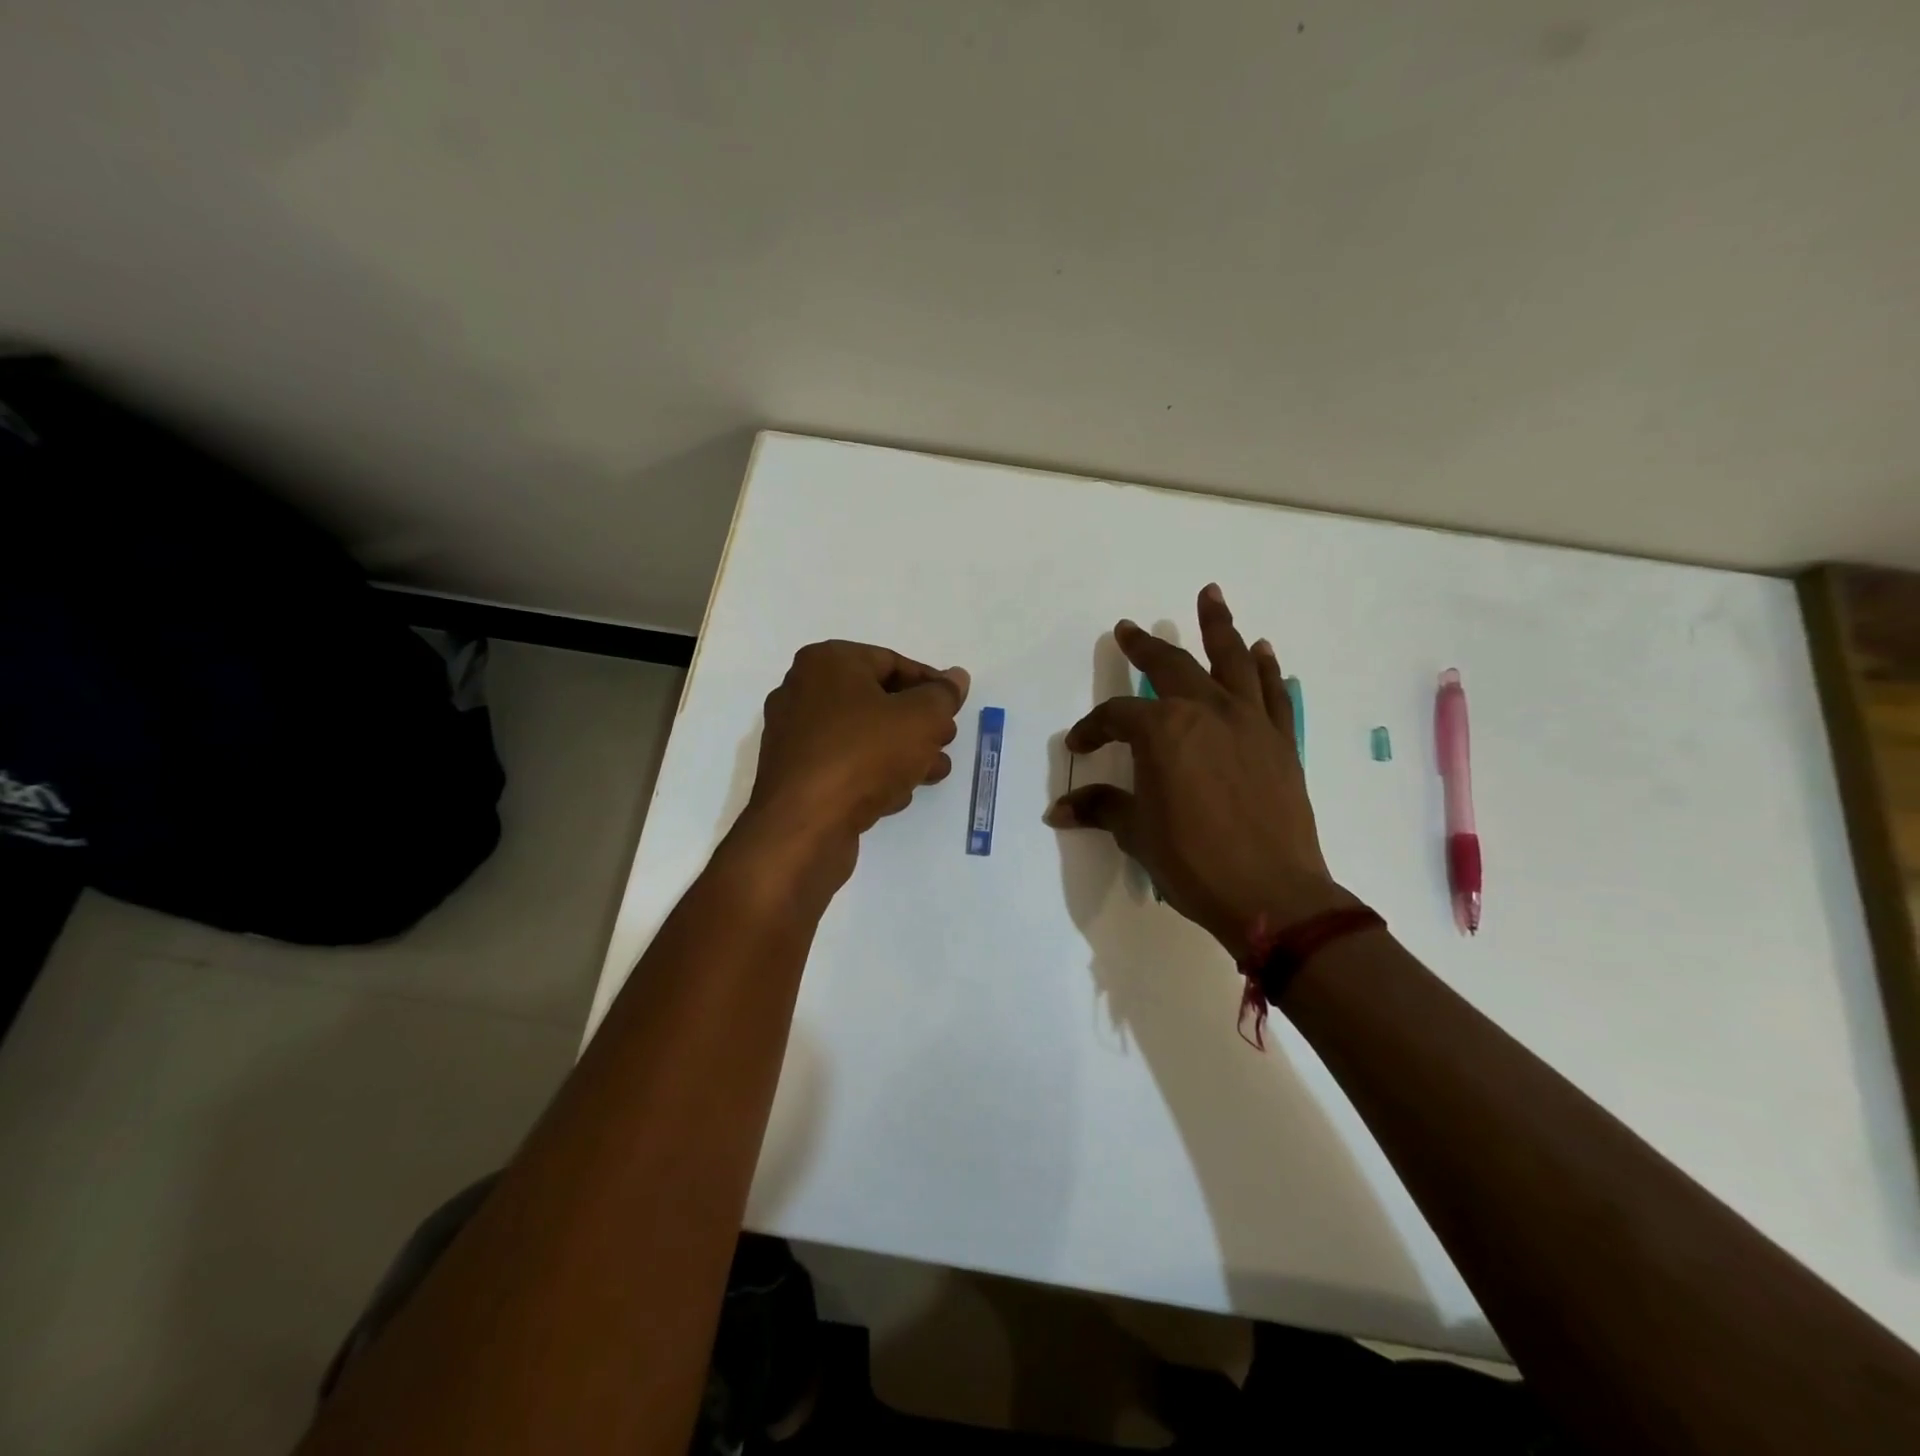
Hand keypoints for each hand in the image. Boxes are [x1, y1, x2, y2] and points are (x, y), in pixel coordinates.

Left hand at [742, 640, 969, 873]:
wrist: (804, 826)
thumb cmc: (864, 755)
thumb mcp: (920, 718)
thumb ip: (943, 696)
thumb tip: (956, 678)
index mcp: (827, 663)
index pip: (892, 662)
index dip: (930, 684)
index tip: (955, 708)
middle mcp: (803, 692)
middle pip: (876, 700)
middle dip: (918, 722)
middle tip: (945, 740)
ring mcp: (795, 736)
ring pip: (862, 736)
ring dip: (902, 752)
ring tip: (934, 771)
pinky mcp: (795, 775)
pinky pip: (843, 764)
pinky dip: (872, 773)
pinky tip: (898, 795)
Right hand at [1045, 584, 1354, 959]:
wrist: (1272, 894)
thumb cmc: (1193, 861)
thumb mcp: (1138, 833)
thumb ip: (1102, 809)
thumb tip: (1059, 811)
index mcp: (1163, 731)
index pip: (1117, 716)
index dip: (1093, 727)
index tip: (1080, 745)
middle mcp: (1206, 711)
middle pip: (1171, 666)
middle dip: (1146, 646)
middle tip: (1129, 628)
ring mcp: (1249, 722)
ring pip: (1232, 661)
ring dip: (1218, 626)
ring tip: (1210, 595)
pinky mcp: (1281, 741)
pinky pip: (1273, 693)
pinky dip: (1267, 668)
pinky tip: (1262, 650)